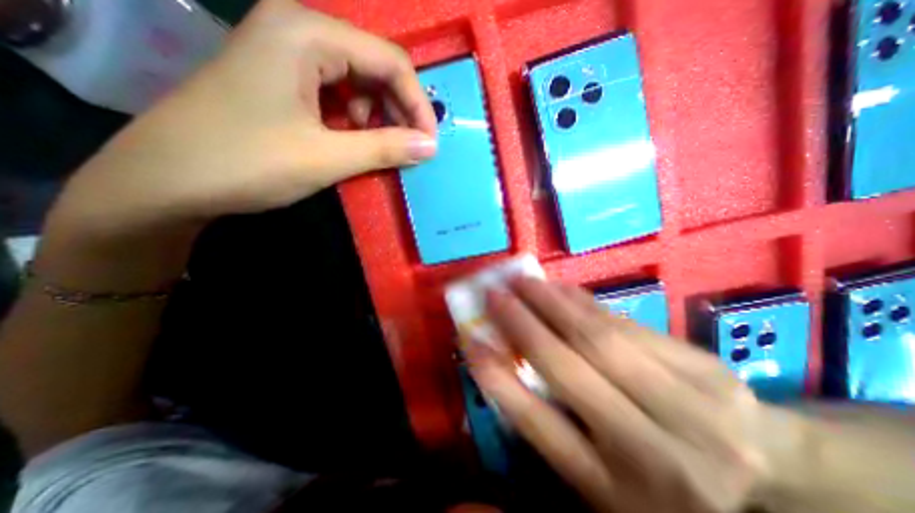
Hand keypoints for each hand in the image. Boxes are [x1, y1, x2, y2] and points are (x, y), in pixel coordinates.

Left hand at [54, 0, 436, 232]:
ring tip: (378, 148)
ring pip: (359, 82)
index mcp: (308, 33)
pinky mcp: (284, 79)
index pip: (390, 61)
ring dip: (379, 117)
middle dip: (399, 111)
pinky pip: (338, 94)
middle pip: (375, 67)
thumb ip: (386, 148)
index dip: (418, 104)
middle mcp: (299, 30)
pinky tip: (352, 141)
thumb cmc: (247, 163)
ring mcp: (288, 54)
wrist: (167, 180)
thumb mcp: (327, 157)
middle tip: (410, 149)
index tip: (429, 144)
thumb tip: (430, 147)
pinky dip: (356, 120)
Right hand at [471, 278, 805, 512]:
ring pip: (599, 337)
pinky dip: (585, 302)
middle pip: (568, 368)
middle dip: (522, 324)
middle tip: (495, 293)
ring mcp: (687, 406)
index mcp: (613, 490)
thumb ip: (555, 426)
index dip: (495, 377)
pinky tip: (561, 288)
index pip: (536, 423)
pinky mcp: (703, 368)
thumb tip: (509, 365)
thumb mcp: (602, 480)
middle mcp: (648, 450)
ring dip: (552, 302)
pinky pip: (626, 324)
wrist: (769, 481)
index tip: (470, 339)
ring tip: (523, 281)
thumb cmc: (663, 486)